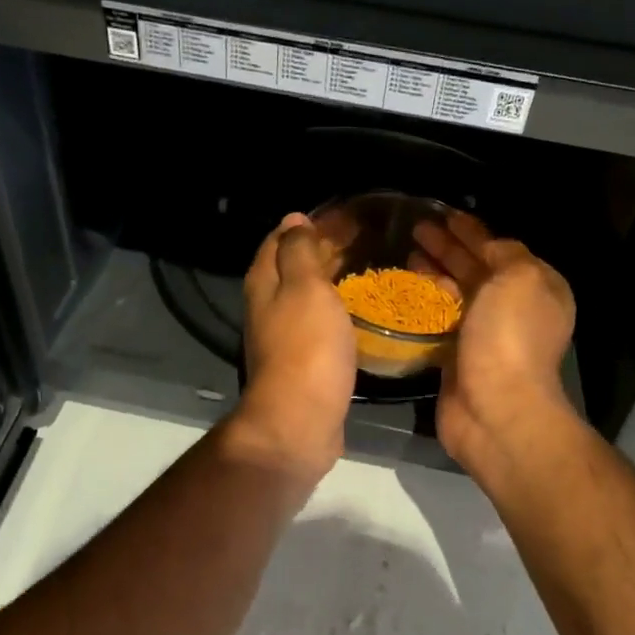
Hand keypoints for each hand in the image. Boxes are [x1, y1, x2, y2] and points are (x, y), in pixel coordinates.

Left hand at [226, 213, 355, 478]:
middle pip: (294, 265)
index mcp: (265, 281)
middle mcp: (269, 305)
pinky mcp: (304, 360)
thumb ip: (299, 250)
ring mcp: (285, 335)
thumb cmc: (306, 348)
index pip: (281, 237)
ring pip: (308, 294)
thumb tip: (294, 219)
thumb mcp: (304, 287)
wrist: (301, 419)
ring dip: (333, 277)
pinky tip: (360, 309)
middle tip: (368, 237)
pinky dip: (338, 307)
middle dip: (325, 247)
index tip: (349, 214)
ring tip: (369, 265)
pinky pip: (321, 321)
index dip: (311, 222)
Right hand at [414, 210, 577, 475]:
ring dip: (434, 271)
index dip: (472, 230)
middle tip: (416, 227)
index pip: (500, 248)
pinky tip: (404, 289)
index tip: (442, 213)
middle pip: (476, 268)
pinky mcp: (457, 356)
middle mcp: (514, 308)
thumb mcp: (520, 278)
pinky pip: (440, 320)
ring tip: (406, 251)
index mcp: (537, 287)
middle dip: (448, 247)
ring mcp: (485, 334)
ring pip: (456, 293)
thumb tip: (485, 244)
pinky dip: (425, 302)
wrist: (495, 408)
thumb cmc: (510, 338)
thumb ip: (505, 253)